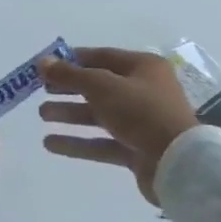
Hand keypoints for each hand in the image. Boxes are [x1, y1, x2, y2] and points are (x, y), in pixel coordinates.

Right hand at [39, 48, 198, 204]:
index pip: (101, 57)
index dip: (72, 61)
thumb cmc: (142, 113)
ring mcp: (141, 123)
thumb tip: (42, 62)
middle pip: (98, 86)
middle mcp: (143, 91)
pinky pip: (102, 142)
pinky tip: (50, 143)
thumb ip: (70, 75)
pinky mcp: (136, 150)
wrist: (180, 164)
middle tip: (41, 91)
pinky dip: (78, 142)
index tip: (45, 66)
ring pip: (98, 115)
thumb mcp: (103, 87)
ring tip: (42, 115)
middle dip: (68, 89)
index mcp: (143, 67)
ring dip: (70, 115)